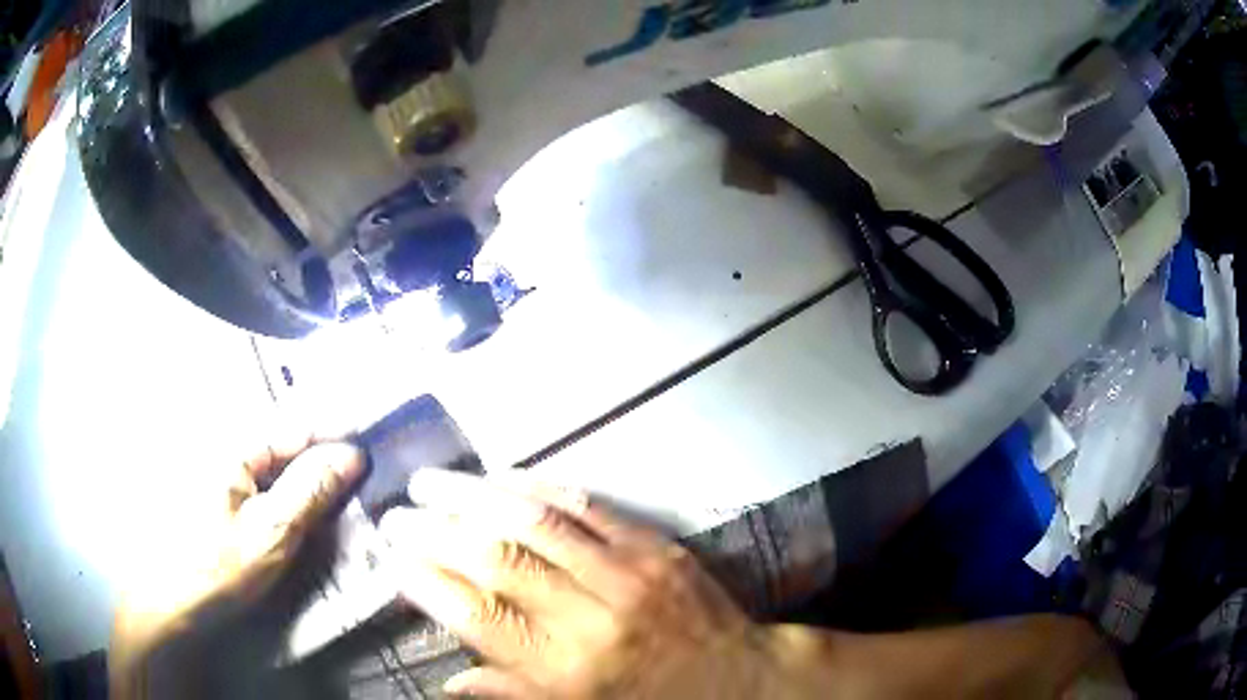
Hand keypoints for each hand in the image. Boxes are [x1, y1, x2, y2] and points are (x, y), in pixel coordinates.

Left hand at [110, 434, 364, 697]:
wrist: (172, 601)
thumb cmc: (218, 566)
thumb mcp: (271, 532)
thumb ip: (310, 490)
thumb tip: (352, 454)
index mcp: (233, 444)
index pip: (294, 425)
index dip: (334, 432)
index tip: (372, 443)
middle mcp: (225, 446)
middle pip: (286, 440)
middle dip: (324, 451)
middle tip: (363, 469)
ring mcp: (220, 469)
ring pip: (276, 461)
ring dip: (308, 472)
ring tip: (342, 483)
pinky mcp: (219, 492)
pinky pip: (263, 480)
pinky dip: (289, 489)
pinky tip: (304, 504)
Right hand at [380, 471, 1121, 699]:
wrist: (750, 684)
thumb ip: (511, 697)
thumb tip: (444, 685)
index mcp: (566, 666)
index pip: (472, 611)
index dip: (423, 576)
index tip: (389, 551)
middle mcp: (588, 613)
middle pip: (494, 556)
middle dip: (436, 526)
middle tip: (398, 506)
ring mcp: (626, 572)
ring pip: (533, 521)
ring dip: (477, 495)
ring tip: (435, 479)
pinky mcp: (656, 548)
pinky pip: (587, 509)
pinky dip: (539, 490)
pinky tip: (507, 478)